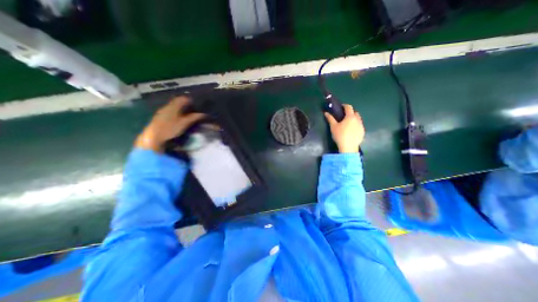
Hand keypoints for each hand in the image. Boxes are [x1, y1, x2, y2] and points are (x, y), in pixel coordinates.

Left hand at [137, 97, 206, 151]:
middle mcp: (167, 106)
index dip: (189, 100)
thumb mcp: (184, 123)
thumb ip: (193, 117)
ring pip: (173, 106)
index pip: (182, 99)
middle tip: (192, 108)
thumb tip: (203, 114)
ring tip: (187, 113)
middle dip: (184, 104)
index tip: (195, 103)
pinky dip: (175, 112)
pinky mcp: (159, 116)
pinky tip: (178, 117)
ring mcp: (162, 111)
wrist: (154, 136)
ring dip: (180, 108)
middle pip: (177, 102)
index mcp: (173, 106)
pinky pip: (169, 110)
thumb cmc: (170, 128)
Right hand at [324, 103, 365, 152]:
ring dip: (353, 119)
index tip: (341, 107)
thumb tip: (326, 113)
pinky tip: (351, 131)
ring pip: (358, 119)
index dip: (344, 106)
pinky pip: (359, 125)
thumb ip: (330, 118)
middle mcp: (357, 119)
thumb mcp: (333, 127)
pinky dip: (356, 125)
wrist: (348, 147)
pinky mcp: (362, 132)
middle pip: (355, 112)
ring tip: (347, 124)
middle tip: (343, 116)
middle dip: (350, 112)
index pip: (349, 107)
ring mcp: (361, 126)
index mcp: (350, 116)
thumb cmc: (340, 135)